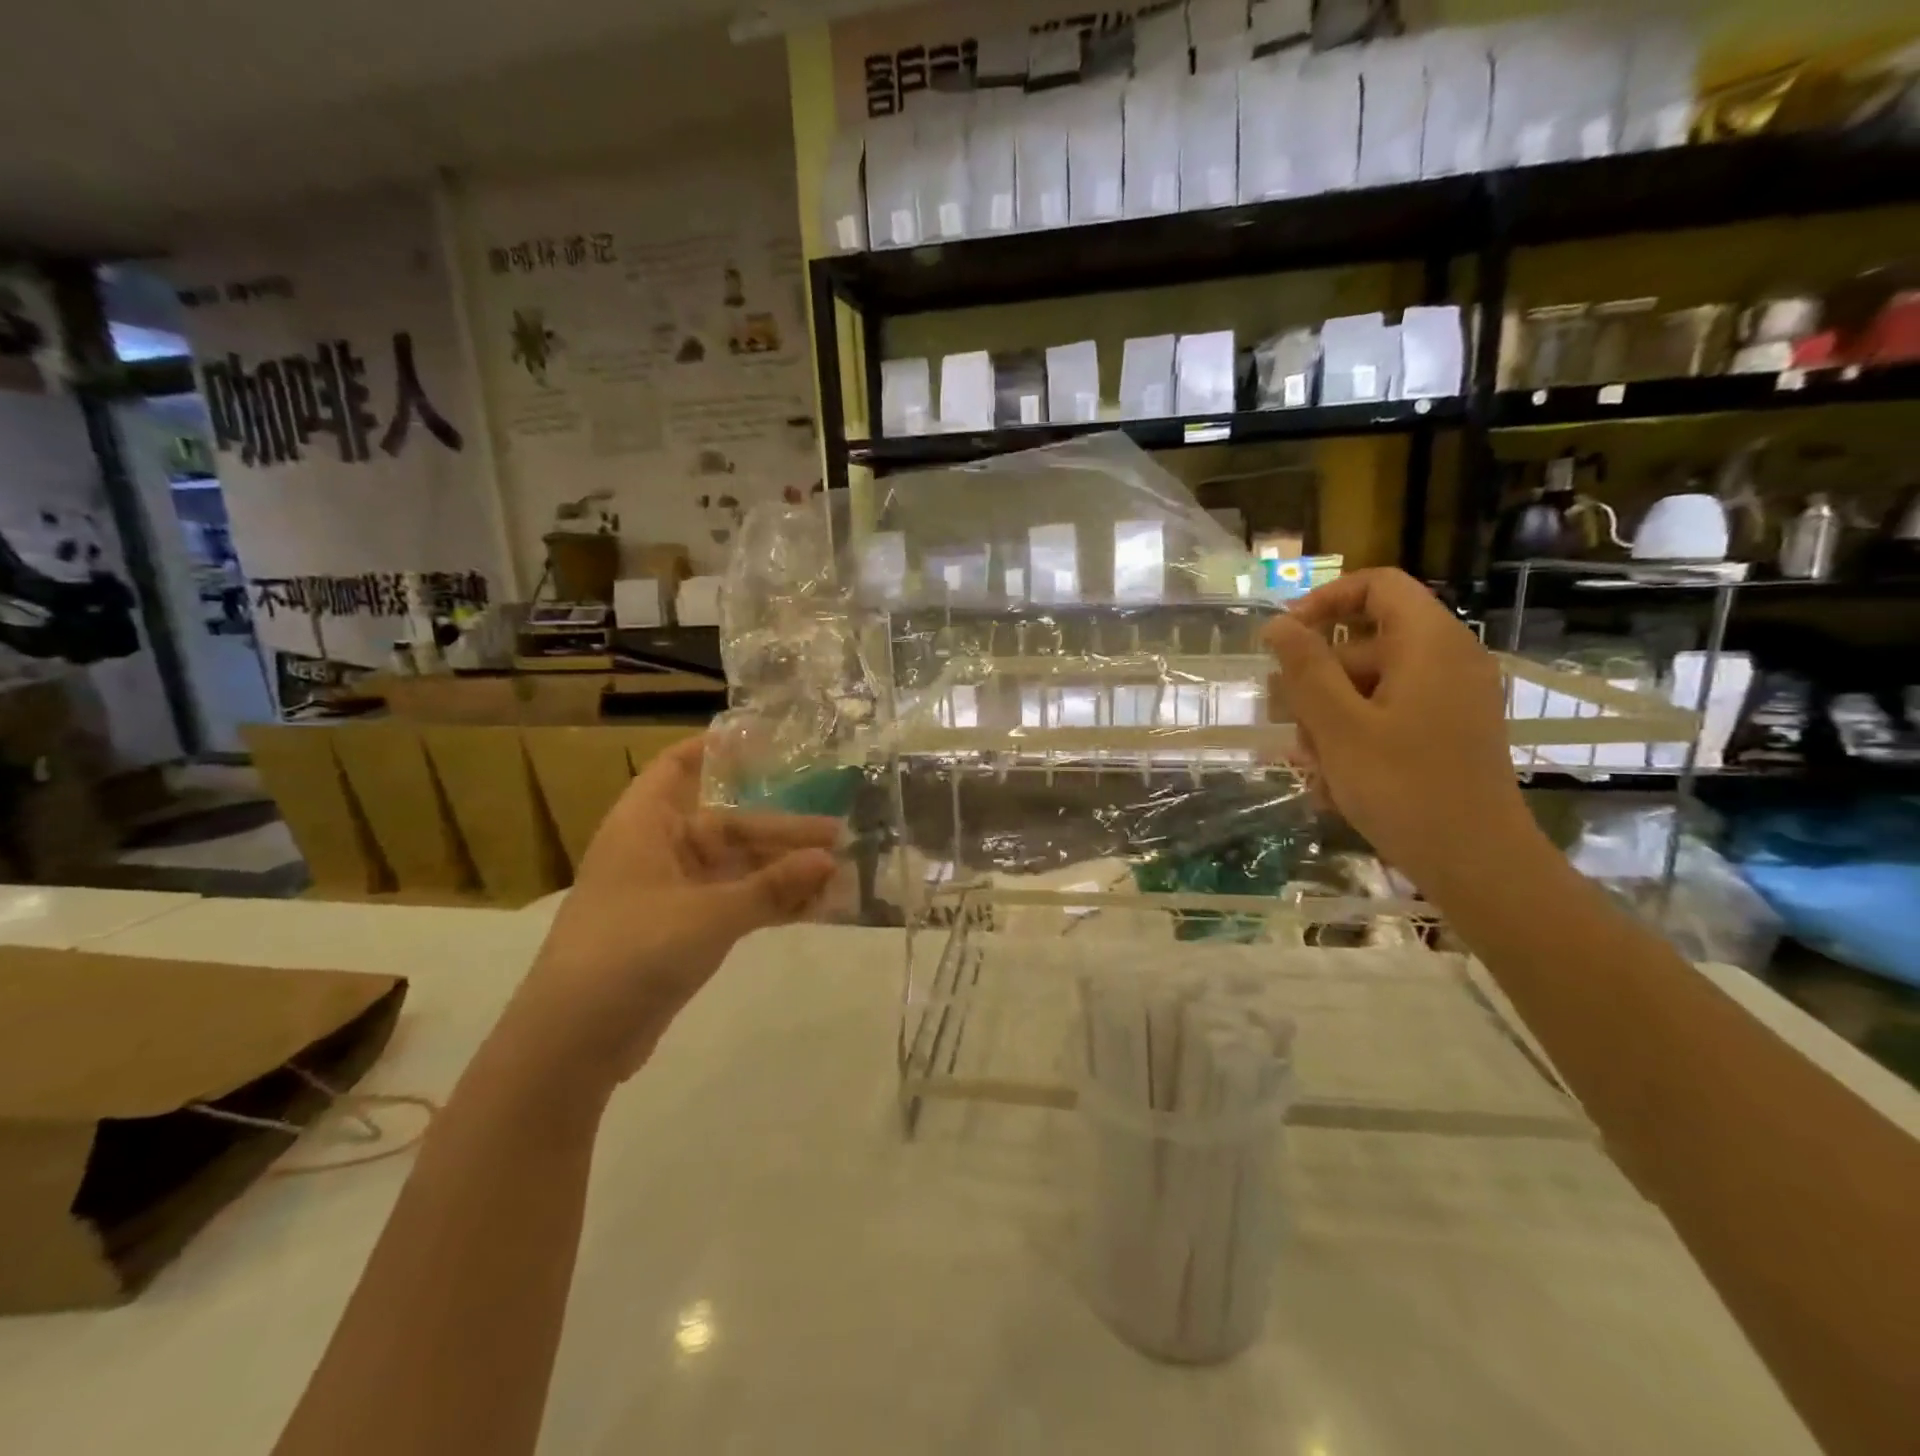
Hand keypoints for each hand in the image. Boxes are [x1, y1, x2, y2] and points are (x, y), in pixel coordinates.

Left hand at [502, 735, 838, 1090]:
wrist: (575, 1040)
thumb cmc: (633, 951)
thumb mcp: (710, 914)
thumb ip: (772, 886)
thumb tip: (830, 859)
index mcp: (647, 825)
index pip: (677, 767)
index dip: (716, 749)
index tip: (766, 738)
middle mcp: (660, 850)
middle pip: (730, 826)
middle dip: (782, 832)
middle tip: (837, 834)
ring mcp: (673, 893)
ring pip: (738, 869)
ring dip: (783, 871)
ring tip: (837, 872)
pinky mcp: (684, 931)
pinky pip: (736, 903)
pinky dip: (770, 903)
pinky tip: (815, 907)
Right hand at [1262, 569, 1538, 902]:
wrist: (1476, 863)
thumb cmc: (1402, 787)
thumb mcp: (1338, 725)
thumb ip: (1305, 669)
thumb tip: (1278, 624)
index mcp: (1429, 644)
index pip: (1377, 586)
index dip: (1324, 602)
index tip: (1284, 640)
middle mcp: (1447, 660)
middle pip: (1365, 644)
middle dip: (1316, 681)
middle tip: (1285, 723)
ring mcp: (1451, 698)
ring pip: (1369, 686)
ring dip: (1329, 718)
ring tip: (1311, 766)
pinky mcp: (1447, 732)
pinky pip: (1388, 715)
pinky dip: (1355, 737)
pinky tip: (1334, 782)